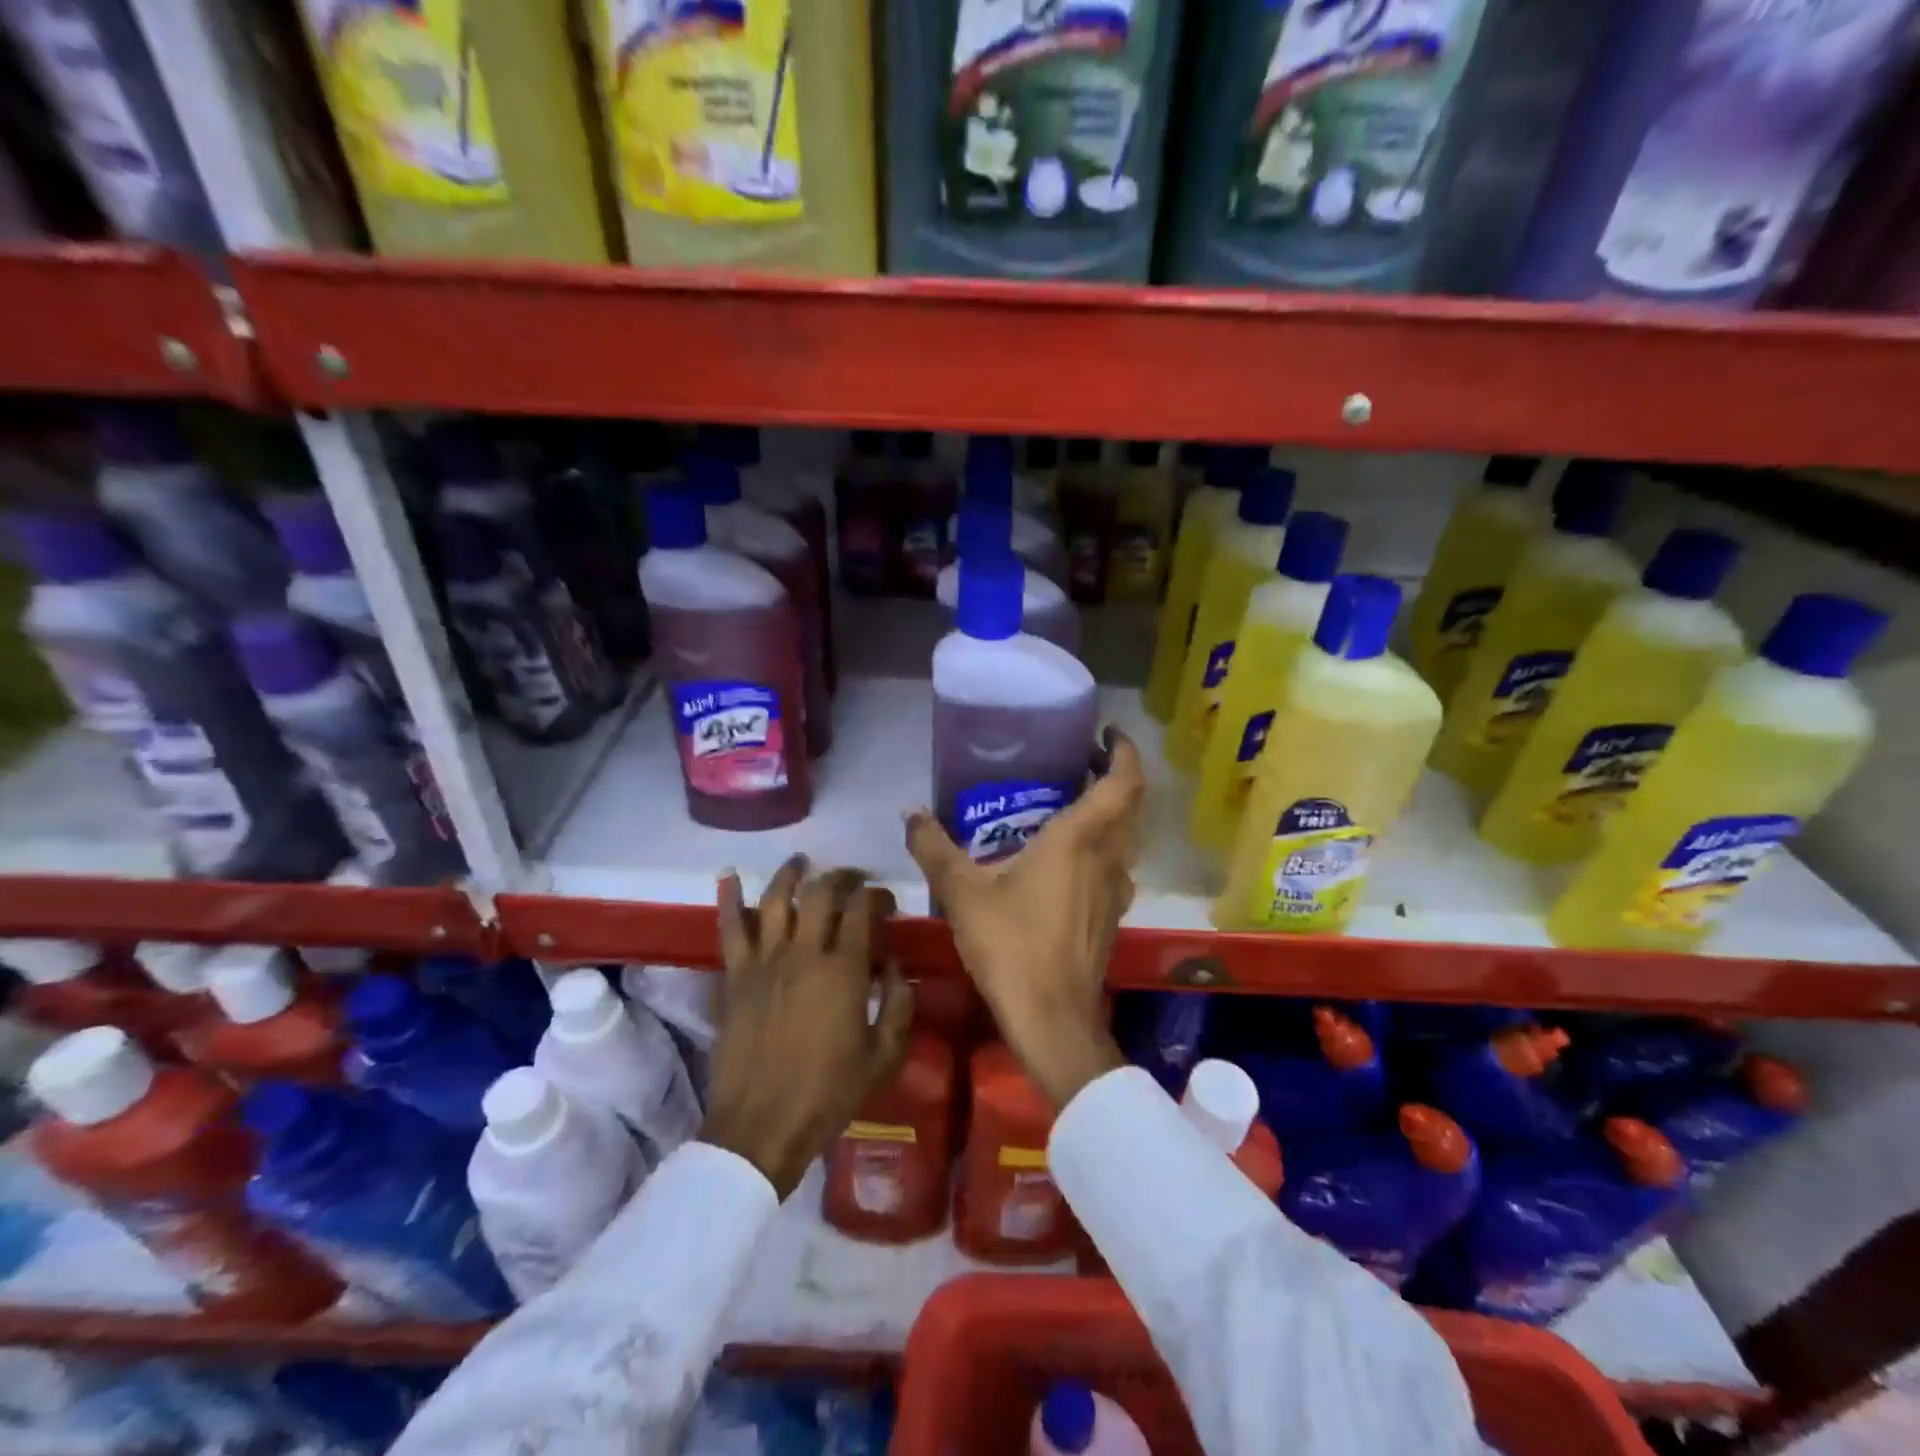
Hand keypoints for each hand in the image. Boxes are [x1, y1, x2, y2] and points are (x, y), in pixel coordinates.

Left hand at [701, 857, 914, 1198]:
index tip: (884, 900)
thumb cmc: (828, 1094)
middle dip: (840, 877)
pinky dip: (729, 899)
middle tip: (851, 878)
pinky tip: (729, 877)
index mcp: (843, 971)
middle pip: (821, 894)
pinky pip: (731, 929)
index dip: (876, 896)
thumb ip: (898, 1005)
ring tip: (801, 862)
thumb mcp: (883, 1057)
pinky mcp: (735, 976)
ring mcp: (764, 962)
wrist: (761, 1127)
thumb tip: (896, 968)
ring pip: (776, 899)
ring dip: (791, 874)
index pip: (862, 911)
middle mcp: (803, 953)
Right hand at [905, 727, 1145, 1107]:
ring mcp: (1115, 888)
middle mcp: (1109, 856)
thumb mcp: (962, 892)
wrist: (1052, 1018)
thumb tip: (910, 812)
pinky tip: (1064, 858)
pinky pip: (1113, 863)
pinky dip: (1100, 845)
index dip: (1122, 751)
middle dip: (1110, 775)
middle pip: (1128, 804)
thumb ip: (934, 847)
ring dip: (1107, 812)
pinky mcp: (1111, 915)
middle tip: (1076, 760)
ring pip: (1123, 836)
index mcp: (1081, 839)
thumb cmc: (1012, 945)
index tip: (1105, 733)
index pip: (1124, 781)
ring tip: (1067, 802)